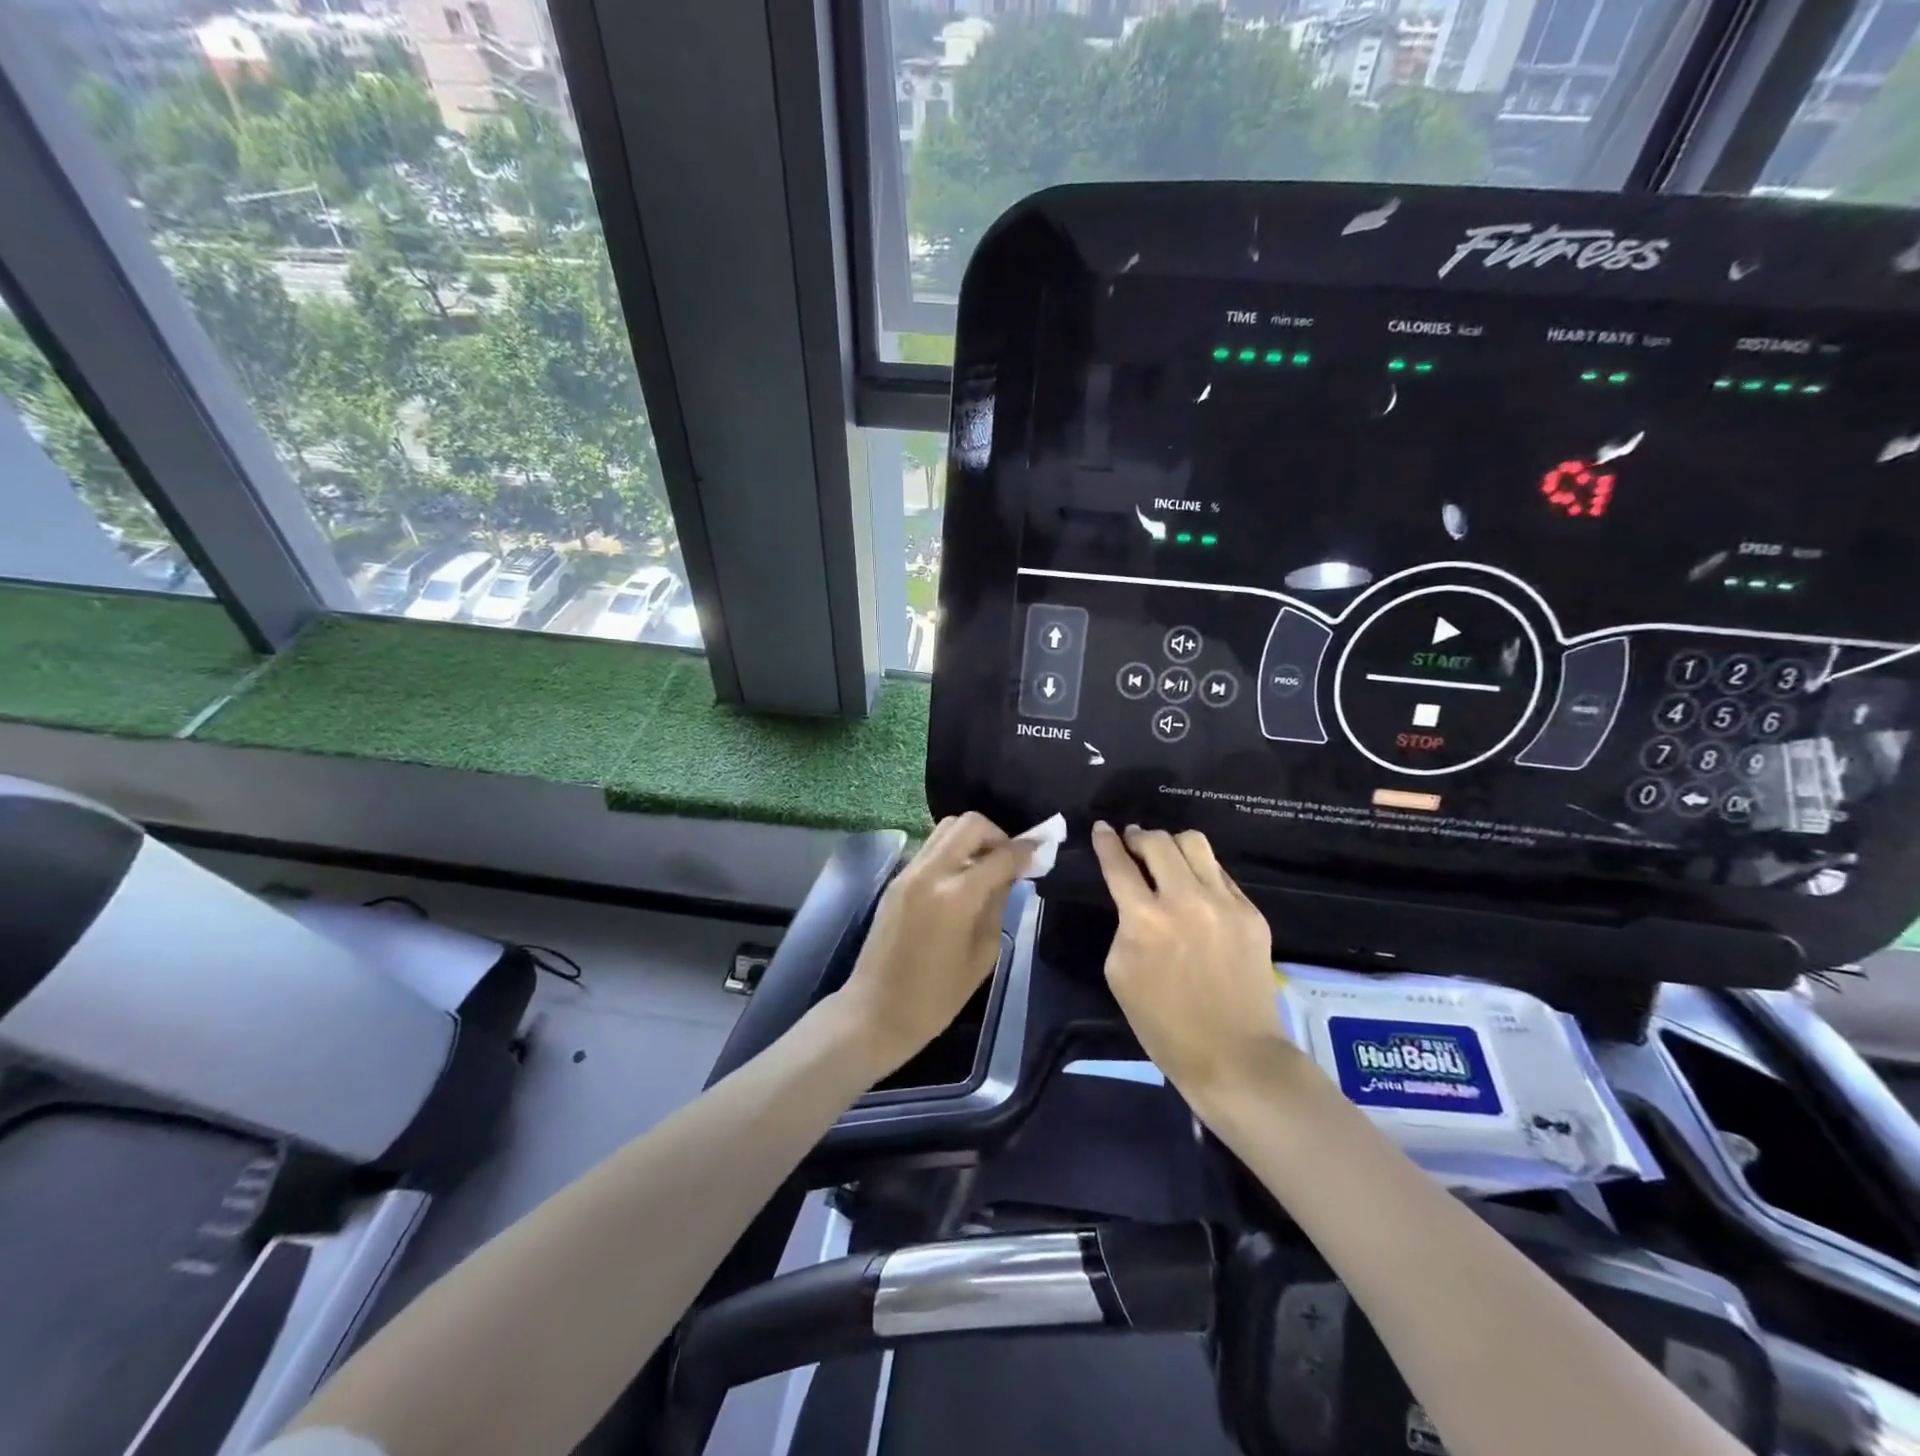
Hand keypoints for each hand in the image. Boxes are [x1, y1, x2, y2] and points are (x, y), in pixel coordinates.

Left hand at [834, 813, 1031, 1077]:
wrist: (877, 1011)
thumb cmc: (937, 996)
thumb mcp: (983, 953)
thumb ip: (998, 905)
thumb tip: (1009, 875)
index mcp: (956, 896)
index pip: (1000, 855)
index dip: (1027, 849)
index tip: (1043, 848)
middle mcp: (930, 872)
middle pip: (969, 824)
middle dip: (997, 835)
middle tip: (1010, 859)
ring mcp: (909, 872)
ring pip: (946, 828)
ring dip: (972, 838)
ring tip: (987, 867)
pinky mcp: (897, 879)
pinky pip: (931, 847)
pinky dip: (953, 850)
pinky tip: (964, 877)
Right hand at [1090, 821, 1291, 1105]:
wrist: (1234, 1055)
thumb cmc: (1164, 1024)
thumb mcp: (1119, 973)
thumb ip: (1124, 926)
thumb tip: (1134, 900)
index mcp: (1145, 921)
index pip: (1119, 864)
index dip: (1106, 842)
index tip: (1102, 828)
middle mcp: (1184, 900)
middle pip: (1157, 841)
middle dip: (1138, 836)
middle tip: (1132, 842)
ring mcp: (1224, 903)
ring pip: (1194, 843)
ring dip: (1172, 844)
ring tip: (1165, 856)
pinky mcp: (1251, 913)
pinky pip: (1220, 873)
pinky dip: (1200, 871)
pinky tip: (1195, 888)